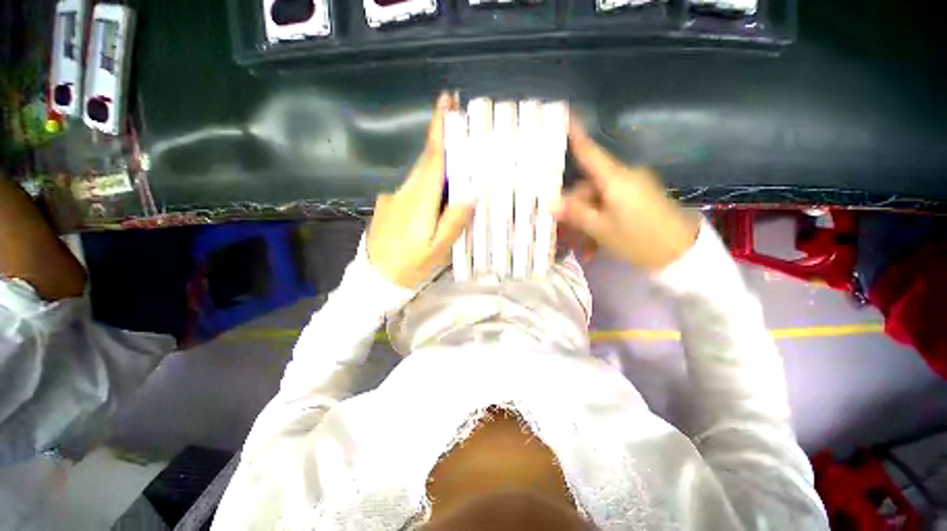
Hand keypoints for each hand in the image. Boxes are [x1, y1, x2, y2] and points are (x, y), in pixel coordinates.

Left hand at [367, 94, 474, 288]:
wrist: (376, 277)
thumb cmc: (411, 265)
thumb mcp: (439, 248)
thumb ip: (454, 220)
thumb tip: (471, 192)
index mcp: (419, 200)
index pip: (431, 158)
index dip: (438, 129)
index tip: (445, 101)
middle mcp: (404, 191)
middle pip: (427, 163)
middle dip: (445, 148)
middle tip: (467, 142)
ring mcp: (394, 196)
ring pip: (420, 175)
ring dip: (439, 170)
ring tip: (458, 177)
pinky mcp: (389, 203)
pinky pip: (414, 187)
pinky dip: (428, 186)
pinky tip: (437, 201)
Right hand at [553, 120, 700, 270]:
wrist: (681, 254)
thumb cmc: (638, 239)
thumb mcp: (601, 229)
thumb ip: (575, 213)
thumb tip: (551, 203)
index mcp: (615, 179)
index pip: (589, 152)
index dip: (575, 135)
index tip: (564, 116)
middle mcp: (623, 178)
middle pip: (587, 187)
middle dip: (575, 211)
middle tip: (564, 233)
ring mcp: (632, 189)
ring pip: (597, 202)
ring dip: (587, 225)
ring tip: (584, 249)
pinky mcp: (639, 199)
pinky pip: (610, 208)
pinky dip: (600, 225)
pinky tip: (595, 247)